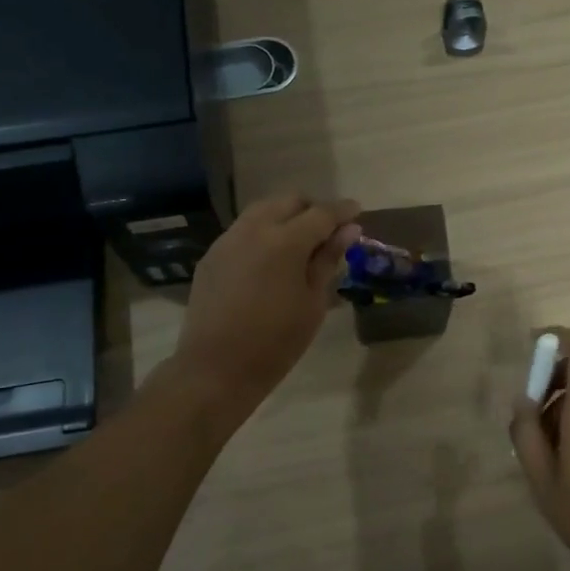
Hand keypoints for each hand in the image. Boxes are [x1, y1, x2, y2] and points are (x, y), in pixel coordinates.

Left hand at [169, 193, 360, 415]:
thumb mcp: (312, 302)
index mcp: (285, 242)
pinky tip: (270, 258)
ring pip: (262, 210)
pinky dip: (263, 232)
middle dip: (312, 209)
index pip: (321, 213)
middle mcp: (254, 229)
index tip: (357, 211)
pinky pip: (243, 230)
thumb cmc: (276, 342)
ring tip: (300, 242)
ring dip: (285, 216)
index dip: (342, 211)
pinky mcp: (212, 255)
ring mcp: (228, 240)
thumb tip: (349, 230)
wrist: (216, 369)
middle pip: (289, 201)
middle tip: (328, 231)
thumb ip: (328, 260)